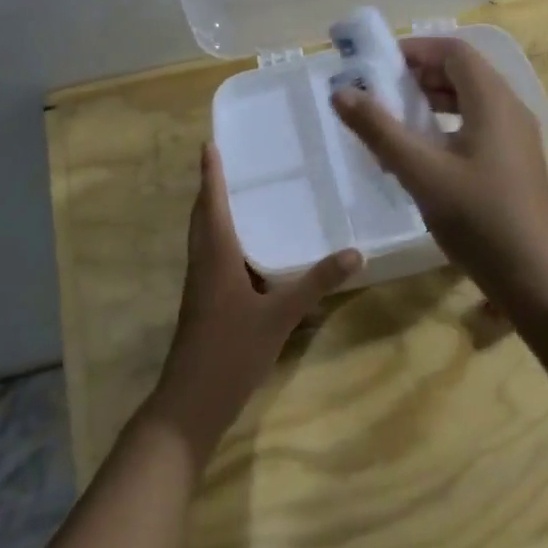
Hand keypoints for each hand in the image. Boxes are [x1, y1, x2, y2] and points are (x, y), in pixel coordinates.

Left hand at [146, 143, 360, 456]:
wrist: (191, 403)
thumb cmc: (230, 351)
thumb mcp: (280, 316)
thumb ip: (316, 283)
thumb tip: (355, 252)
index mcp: (216, 257)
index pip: (212, 204)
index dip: (211, 174)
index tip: (209, 144)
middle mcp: (203, 264)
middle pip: (202, 217)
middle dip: (211, 188)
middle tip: (228, 161)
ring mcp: (201, 286)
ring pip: (205, 238)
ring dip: (215, 213)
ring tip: (241, 194)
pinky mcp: (205, 303)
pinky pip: (213, 258)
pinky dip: (226, 240)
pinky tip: (250, 249)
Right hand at [331, 37, 547, 302]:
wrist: (535, 276)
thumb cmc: (478, 218)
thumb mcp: (421, 172)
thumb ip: (379, 130)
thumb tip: (341, 92)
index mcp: (493, 100)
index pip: (455, 51)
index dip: (416, 50)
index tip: (378, 64)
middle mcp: (510, 109)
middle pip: (464, 73)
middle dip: (421, 76)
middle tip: (381, 93)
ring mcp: (517, 138)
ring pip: (472, 102)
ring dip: (434, 102)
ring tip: (397, 121)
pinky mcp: (516, 163)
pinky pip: (480, 126)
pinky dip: (449, 127)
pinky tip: (425, 156)